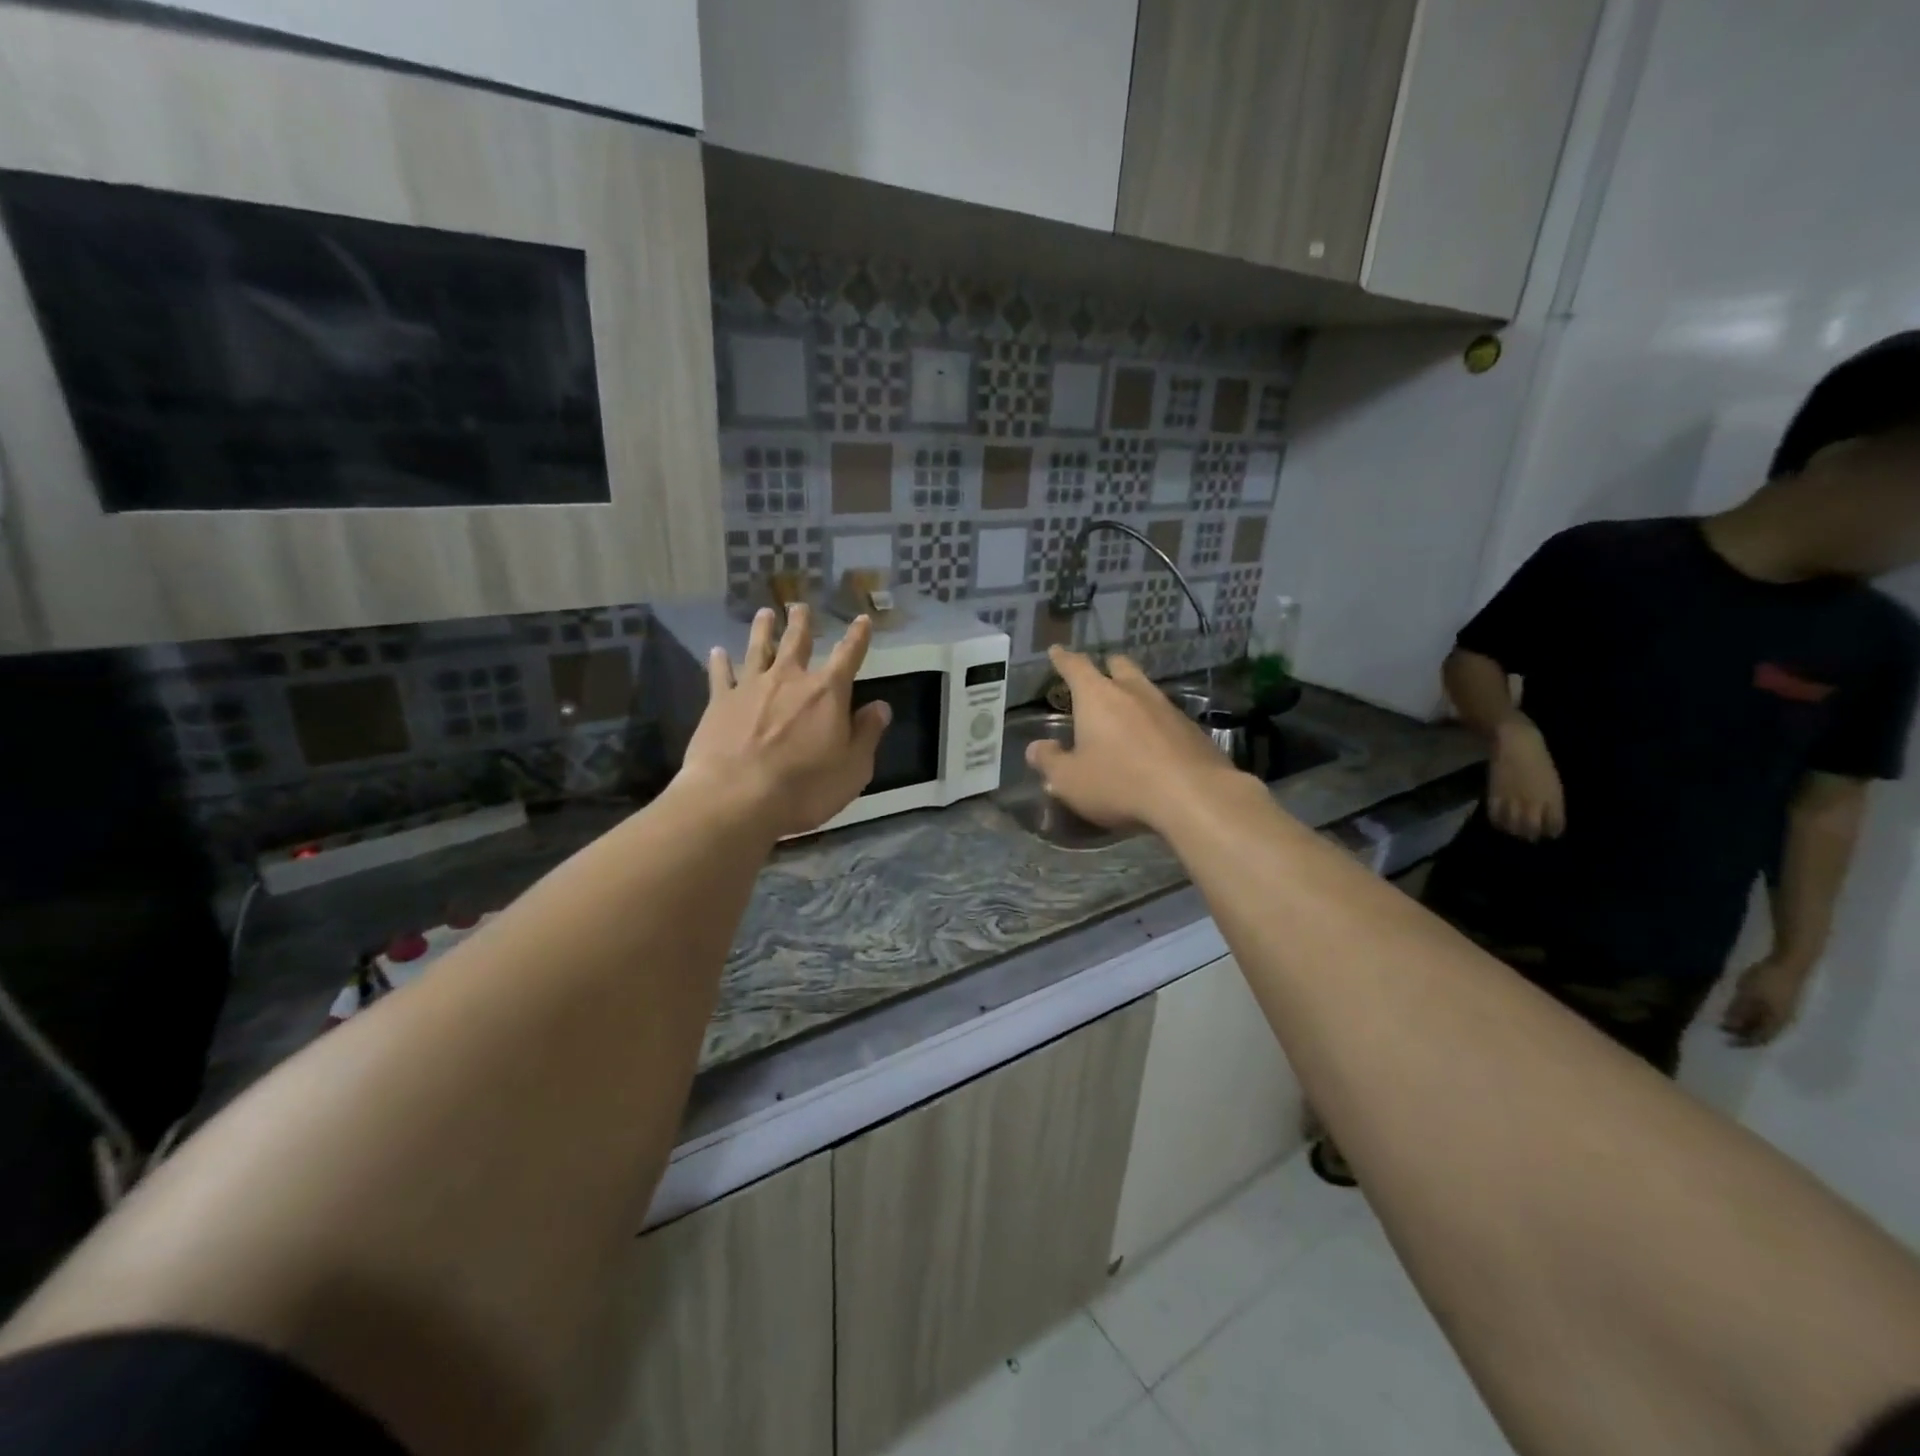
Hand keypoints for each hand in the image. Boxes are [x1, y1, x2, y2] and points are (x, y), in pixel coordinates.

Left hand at [682, 605, 890, 837]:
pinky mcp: (719, 703)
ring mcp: (751, 688)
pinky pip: (720, 675)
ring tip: (764, 614)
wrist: (737, 797)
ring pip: (758, 649)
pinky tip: (717, 652)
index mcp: (827, 693)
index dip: (858, 637)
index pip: (849, 656)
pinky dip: (720, 662)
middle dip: (801, 623)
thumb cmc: (805, 787)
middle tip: (800, 606)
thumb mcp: (853, 768)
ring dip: (763, 630)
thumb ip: (867, 734)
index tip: (862, 619)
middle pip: (797, 642)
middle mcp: (789, 680)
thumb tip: (880, 706)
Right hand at [1025, 647, 1242, 832]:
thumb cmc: (1120, 783)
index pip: (1076, 666)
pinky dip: (1154, 723)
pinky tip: (1152, 743)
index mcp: (1098, 697)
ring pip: (1146, 689)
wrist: (1193, 797)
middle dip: (1106, 667)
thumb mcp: (1070, 781)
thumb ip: (1049, 761)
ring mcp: (1167, 708)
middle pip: (1119, 666)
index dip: (1063, 658)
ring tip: (1124, 714)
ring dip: (1133, 696)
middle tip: (1098, 677)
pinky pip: (1166, 716)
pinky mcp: (1192, 730)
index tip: (1057, 650)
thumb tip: (1036, 748)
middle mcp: (1133, 692)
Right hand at [1488, 715, 1565, 841]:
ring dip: (1513, 830)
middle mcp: (1534, 801)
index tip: (1547, 832)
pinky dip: (1497, 821)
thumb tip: (1546, 818)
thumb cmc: (1538, 760)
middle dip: (1530, 834)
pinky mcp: (1496, 794)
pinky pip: (1495, 816)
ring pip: (1513, 825)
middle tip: (1527, 834)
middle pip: (1532, 828)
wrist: (1517, 743)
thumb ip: (1550, 801)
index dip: (1551, 831)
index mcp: (1553, 798)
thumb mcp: (1552, 782)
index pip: (1554, 825)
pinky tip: (1499, 820)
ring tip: (1512, 829)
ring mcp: (1514, 798)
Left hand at [1722, 956, 1811, 1046]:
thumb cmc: (1767, 980)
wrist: (1790, 964)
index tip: (1726, 1042)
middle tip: (1725, 1032)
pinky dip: (1754, 1018)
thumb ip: (1739, 1010)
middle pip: (1764, 1033)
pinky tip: (1743, 1013)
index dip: (1744, 1042)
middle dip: (1745, 1035)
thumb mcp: (1748, 994)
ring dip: (1749, 1026)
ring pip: (1766, 1025)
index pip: (1761, 1038)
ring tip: (1731, 1023)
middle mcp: (1784, 1020)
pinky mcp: (1783, 1002)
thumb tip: (1730, 1027)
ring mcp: (1785, 1011)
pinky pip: (1767, 1016)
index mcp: (1777, 1021)